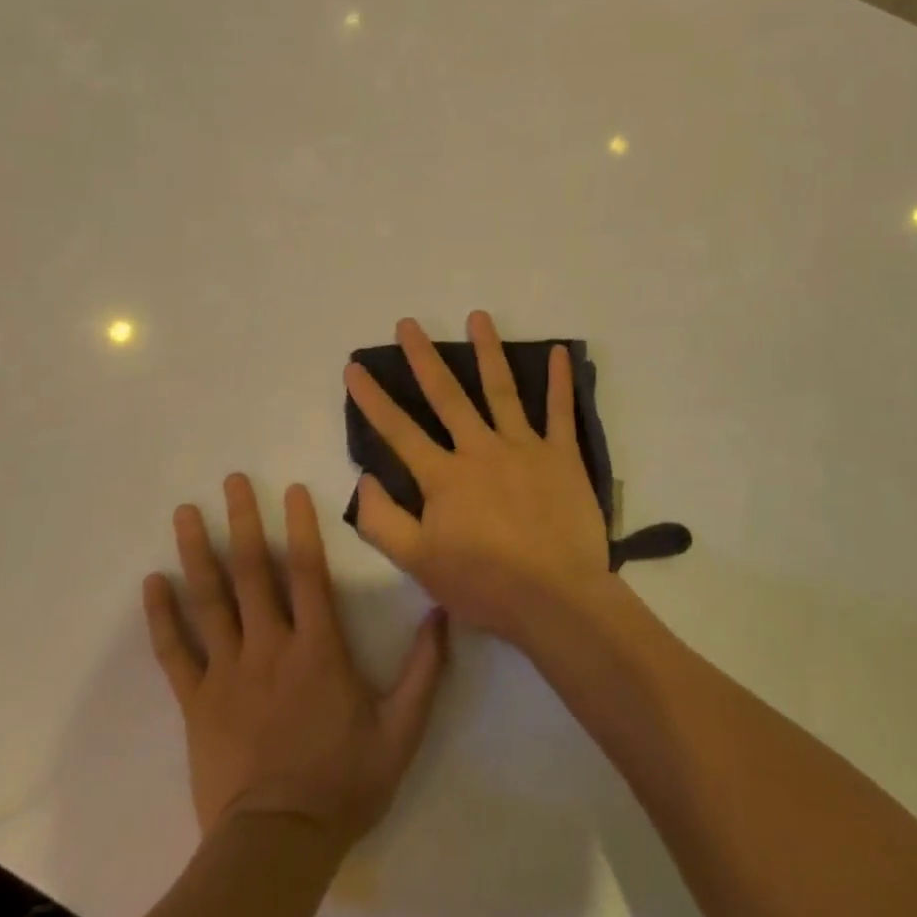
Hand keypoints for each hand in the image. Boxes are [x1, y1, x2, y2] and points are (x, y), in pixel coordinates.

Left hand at [143, 475, 447, 851]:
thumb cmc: (344, 782)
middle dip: (243, 521)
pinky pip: (175, 652)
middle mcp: (270, 646)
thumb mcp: (402, 729)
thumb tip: (442, 613)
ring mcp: (228, 672)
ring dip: (197, 553)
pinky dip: (162, 617)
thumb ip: (424, 669)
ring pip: (210, 601)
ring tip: (185, 513)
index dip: (302, 526)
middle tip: (229, 481)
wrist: (278, 844)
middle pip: (254, 572)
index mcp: (318, 648)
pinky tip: (150, 584)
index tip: (290, 488)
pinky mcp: (198, 702)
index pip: (310, 572)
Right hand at [343, 312, 611, 645]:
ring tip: (478, 317)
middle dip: (423, 358)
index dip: (372, 399)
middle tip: (408, 324)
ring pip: (502, 390)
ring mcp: (524, 447)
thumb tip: (363, 479)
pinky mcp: (561, 456)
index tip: (354, 367)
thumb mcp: (418, 564)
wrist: (556, 599)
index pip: (398, 430)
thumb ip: (383, 521)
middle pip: (447, 396)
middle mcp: (480, 450)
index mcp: (444, 477)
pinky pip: (560, 412)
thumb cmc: (485, 585)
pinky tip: (559, 351)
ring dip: (488, 351)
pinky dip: (560, 381)